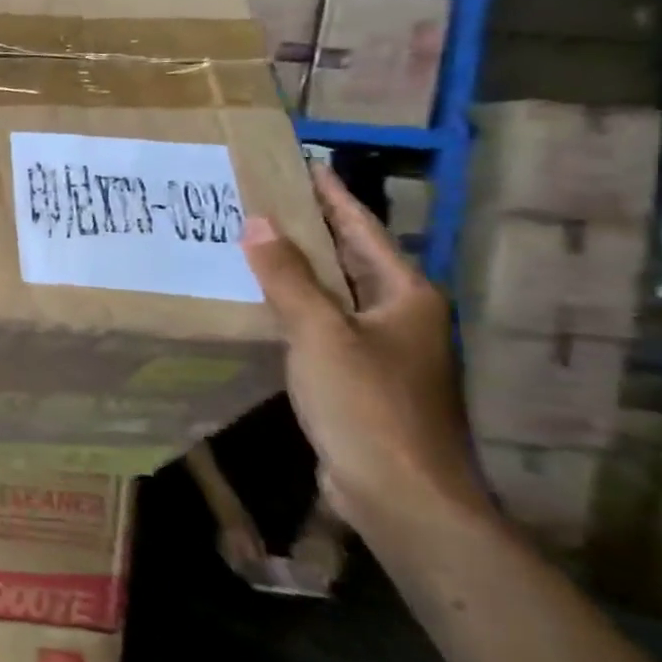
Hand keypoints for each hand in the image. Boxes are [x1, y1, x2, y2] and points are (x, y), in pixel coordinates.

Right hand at [240, 166, 487, 535]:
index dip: (332, 197)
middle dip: (312, 230)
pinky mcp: (362, 381)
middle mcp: (402, 317)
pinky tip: (263, 305)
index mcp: (407, 296)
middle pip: (352, 260)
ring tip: (254, 244)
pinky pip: (324, 328)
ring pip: (336, 296)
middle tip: (265, 200)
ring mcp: (385, 352)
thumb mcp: (320, 333)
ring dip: (300, 271)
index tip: (303, 166)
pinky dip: (296, 309)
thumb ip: (287, 277)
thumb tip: (257, 222)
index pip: (363, 230)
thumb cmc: (367, 404)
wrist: (401, 496)